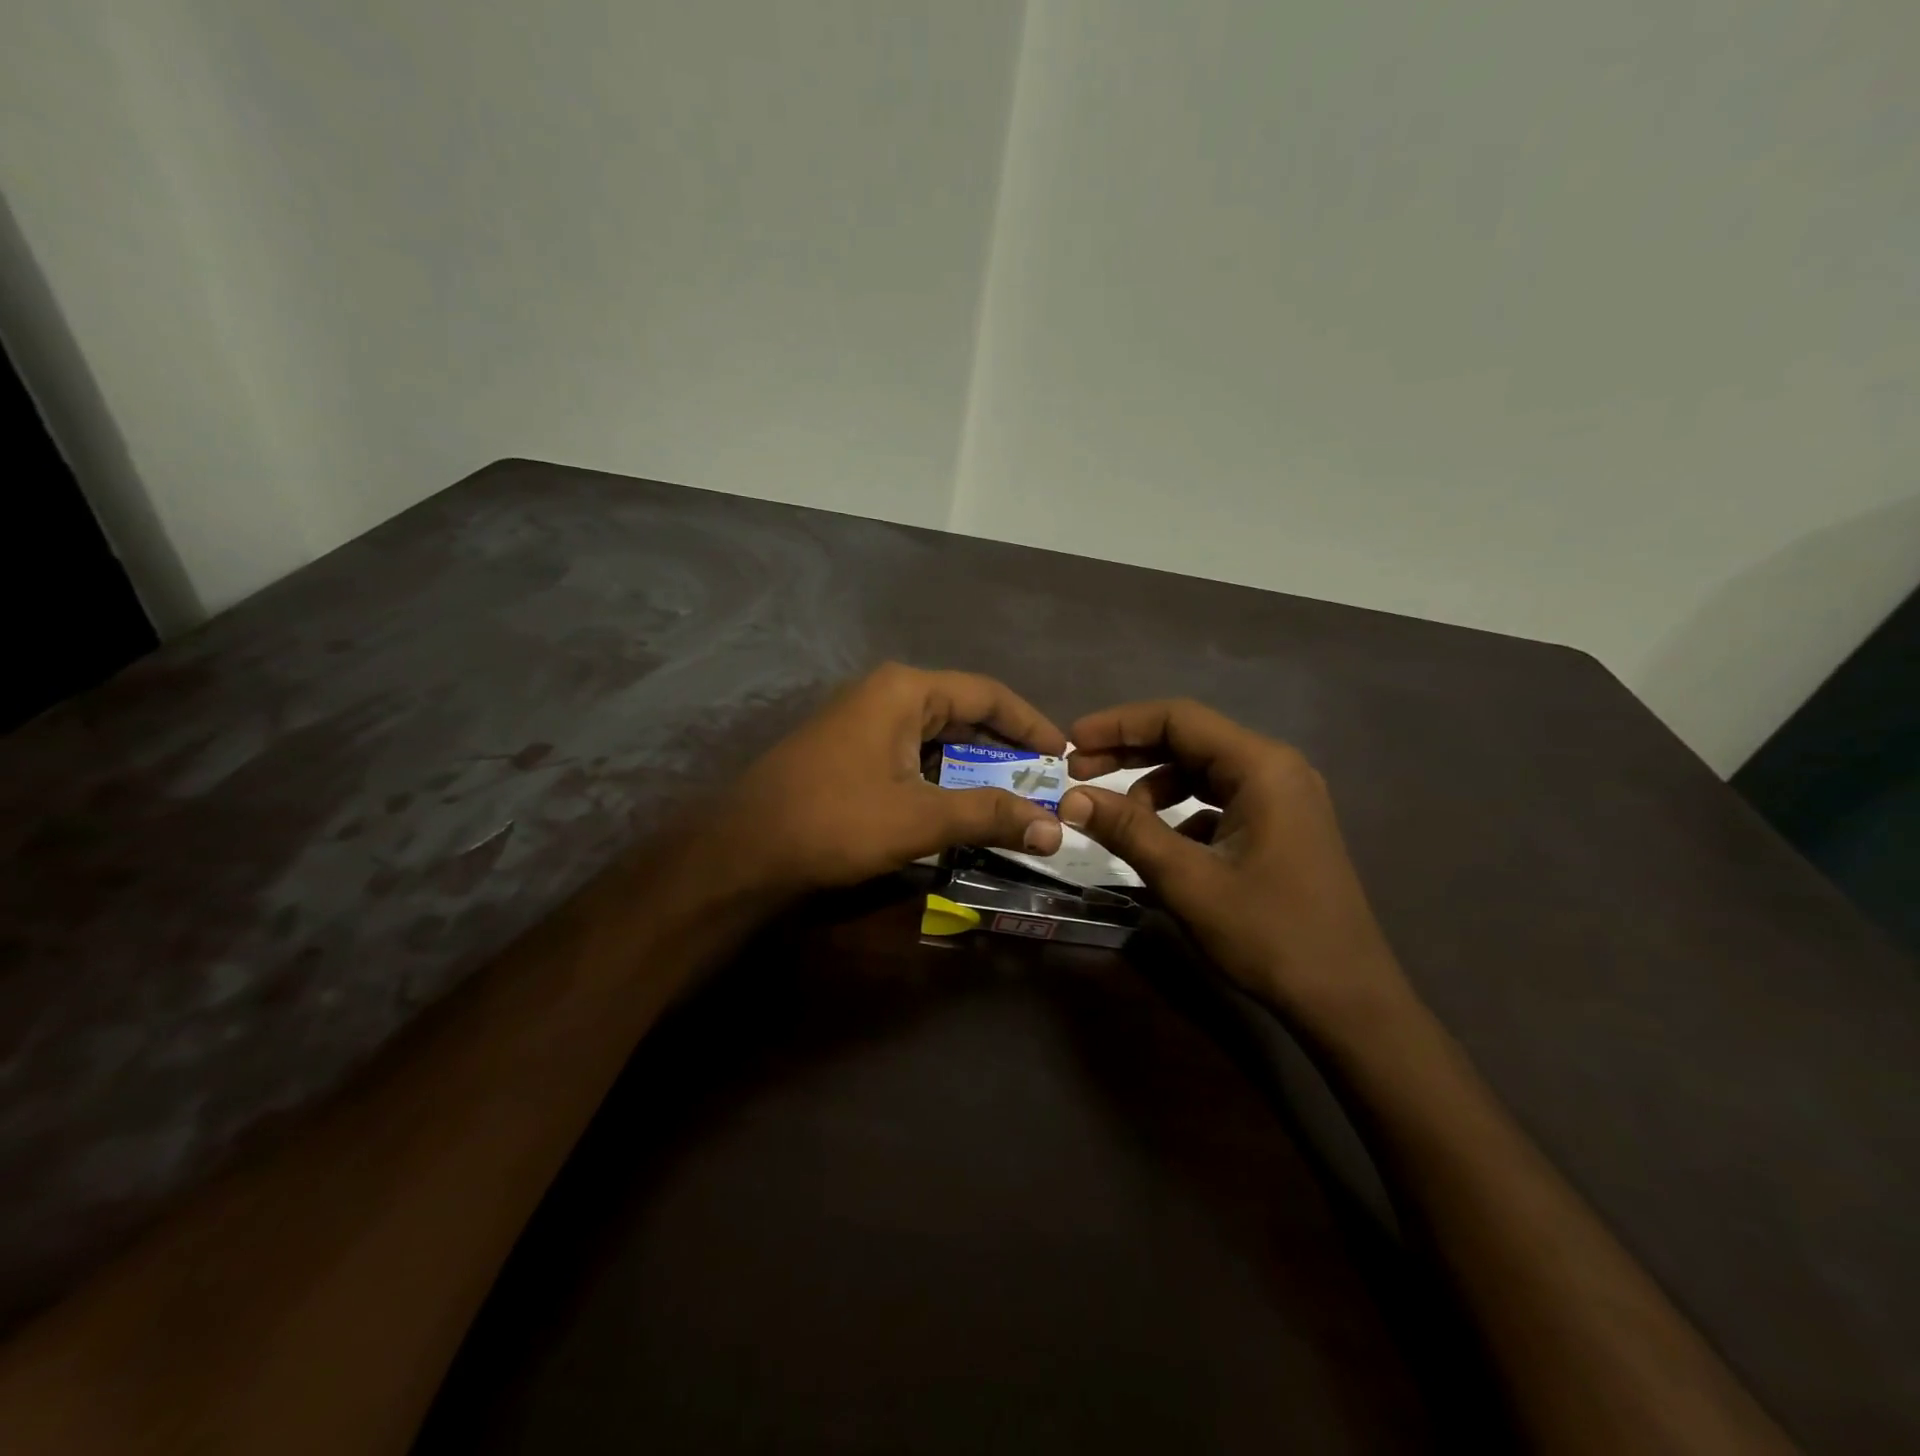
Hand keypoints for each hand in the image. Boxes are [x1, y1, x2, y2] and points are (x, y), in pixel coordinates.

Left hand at [718, 664, 1066, 894]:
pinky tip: (960, 802)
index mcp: (905, 690)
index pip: (988, 693)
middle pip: (964, 711)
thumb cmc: (835, 820)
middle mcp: (885, 693)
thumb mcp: (920, 817)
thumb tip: (1055, 829)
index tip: (1064, 754)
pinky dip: (943, 775)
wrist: (743, 849)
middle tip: (1044, 781)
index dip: (1032, 724)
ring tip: (1013, 795)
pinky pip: (912, 752)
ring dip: (975, 764)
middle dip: (1005, 747)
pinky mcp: (849, 749)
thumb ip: (989, 815)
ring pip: (937, 735)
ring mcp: (862, 720)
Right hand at [1059, 700, 1410, 1026]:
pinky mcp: (1280, 825)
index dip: (1118, 725)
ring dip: (1153, 784)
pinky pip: (1218, 800)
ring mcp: (1282, 797)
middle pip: (1189, 739)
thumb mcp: (1188, 880)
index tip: (1071, 741)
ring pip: (1202, 770)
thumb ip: (1128, 830)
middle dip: (1129, 752)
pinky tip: (1158, 842)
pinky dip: (1180, 810)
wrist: (1346, 999)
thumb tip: (1071, 798)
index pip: (1178, 718)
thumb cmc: (1269, 934)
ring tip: (1115, 816)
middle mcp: (1276, 768)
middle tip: (1077, 772)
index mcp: (1262, 766)